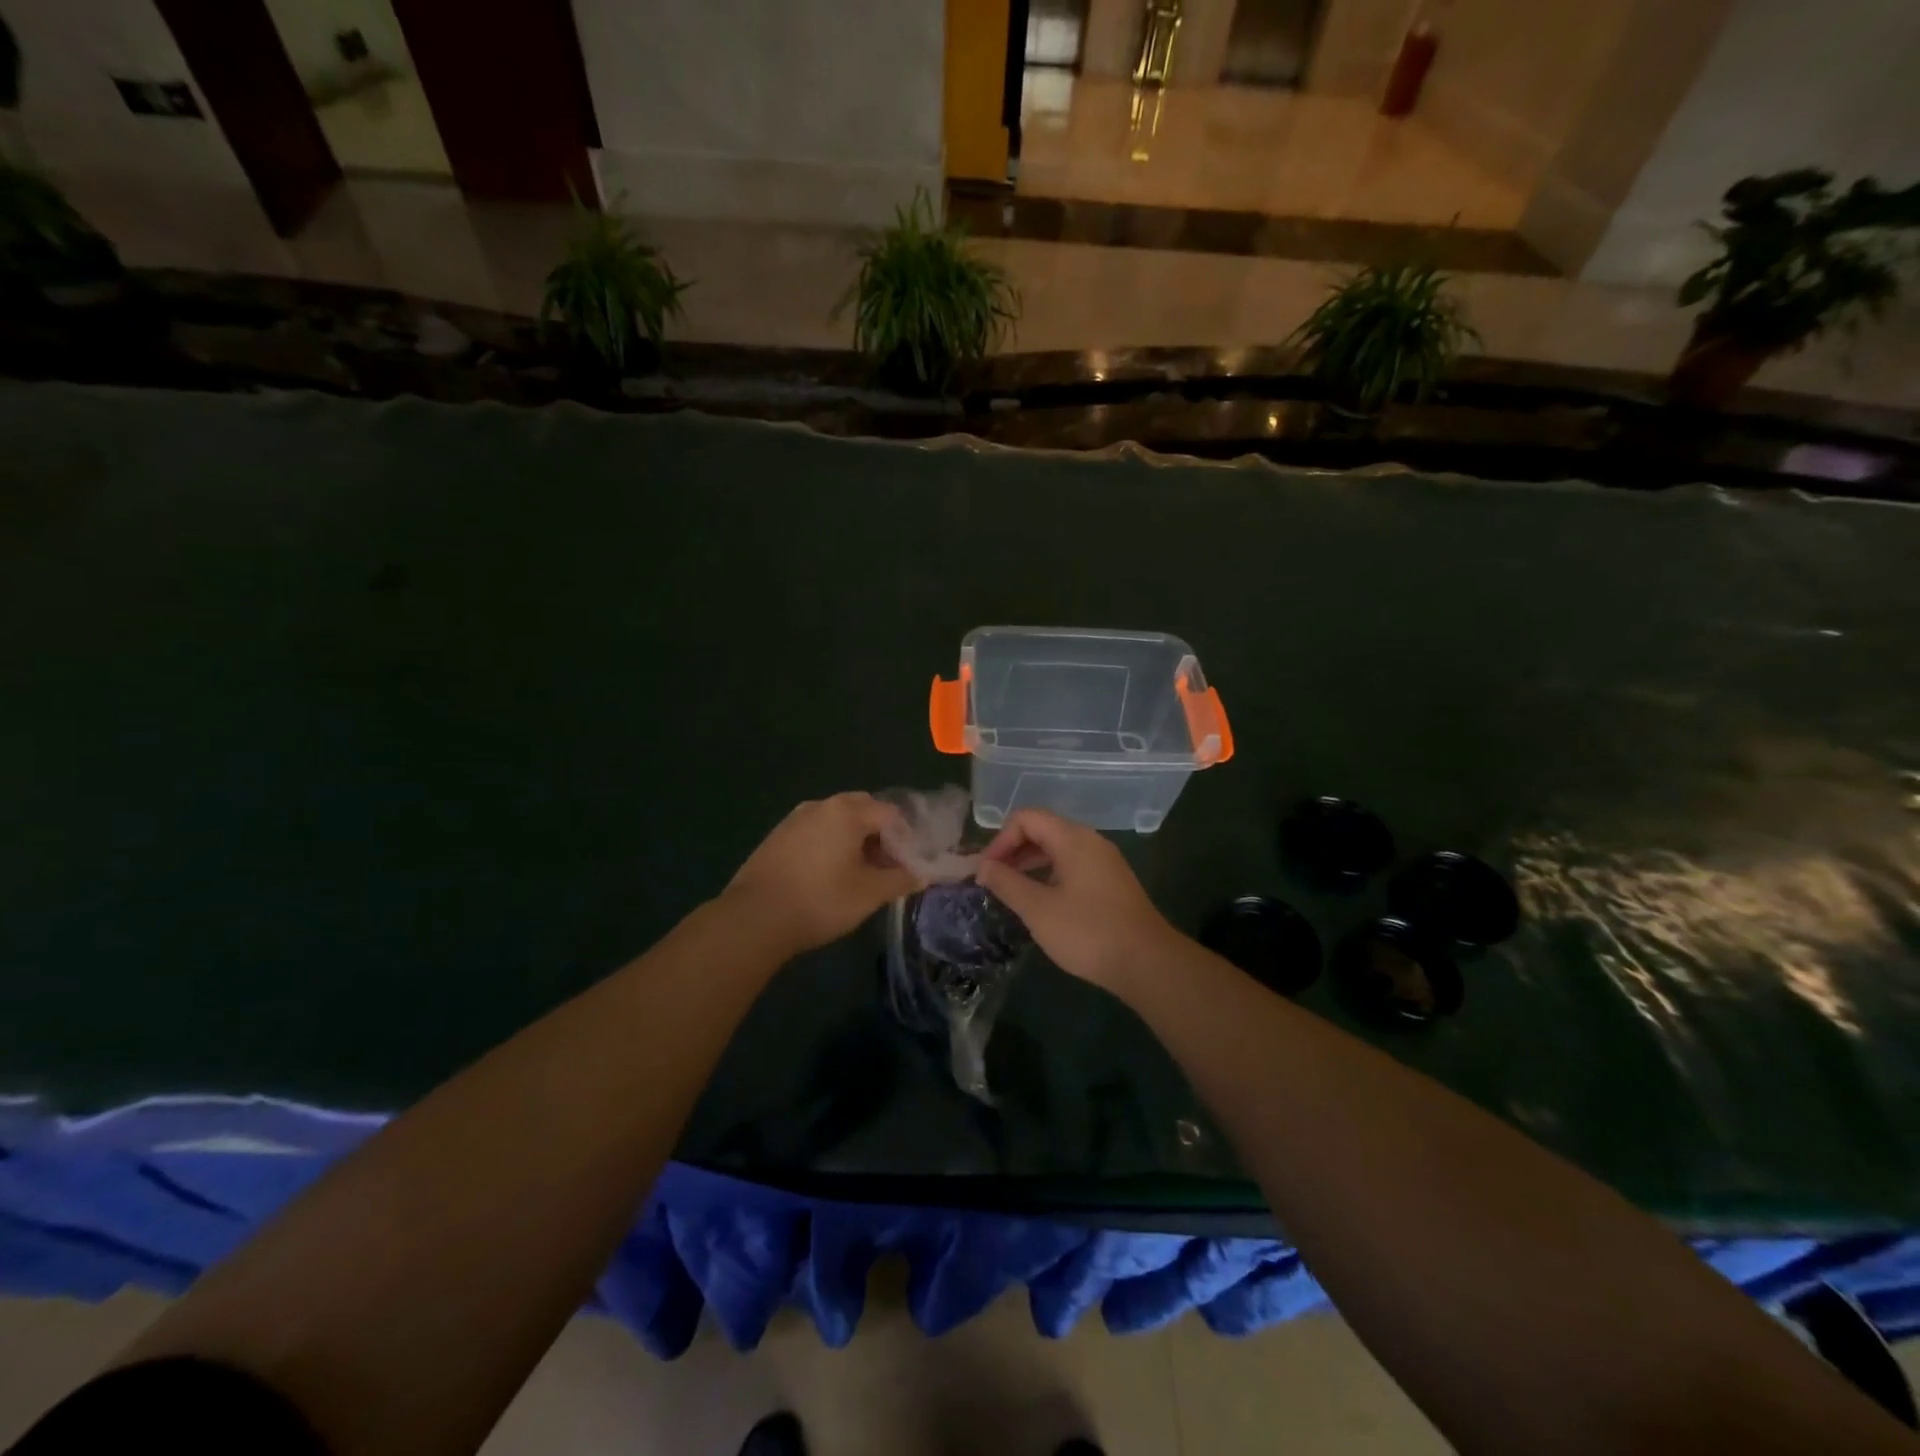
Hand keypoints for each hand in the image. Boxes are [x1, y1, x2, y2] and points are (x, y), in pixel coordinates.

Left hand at [724, 793, 920, 955]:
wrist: (753, 918)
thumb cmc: (820, 900)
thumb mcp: (869, 894)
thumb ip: (900, 880)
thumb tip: (922, 874)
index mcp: (847, 811)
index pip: (891, 814)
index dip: (906, 838)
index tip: (910, 865)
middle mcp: (821, 805)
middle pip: (863, 809)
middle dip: (880, 833)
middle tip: (887, 865)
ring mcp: (795, 819)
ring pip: (836, 820)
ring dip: (854, 838)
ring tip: (860, 872)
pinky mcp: (777, 836)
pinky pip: (815, 831)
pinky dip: (830, 844)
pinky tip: (828, 874)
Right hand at [975, 809, 1179, 994]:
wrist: (1147, 963)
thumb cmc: (1088, 932)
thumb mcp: (1038, 909)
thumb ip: (1007, 883)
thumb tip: (983, 866)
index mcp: (1073, 839)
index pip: (1026, 818)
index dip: (1000, 840)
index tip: (986, 871)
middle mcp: (1090, 842)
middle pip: (1043, 830)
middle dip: (1012, 851)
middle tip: (992, 880)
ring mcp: (1104, 862)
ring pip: (1058, 850)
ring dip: (1030, 864)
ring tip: (1010, 892)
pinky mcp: (1111, 883)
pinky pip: (1072, 866)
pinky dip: (1049, 875)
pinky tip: (1040, 902)